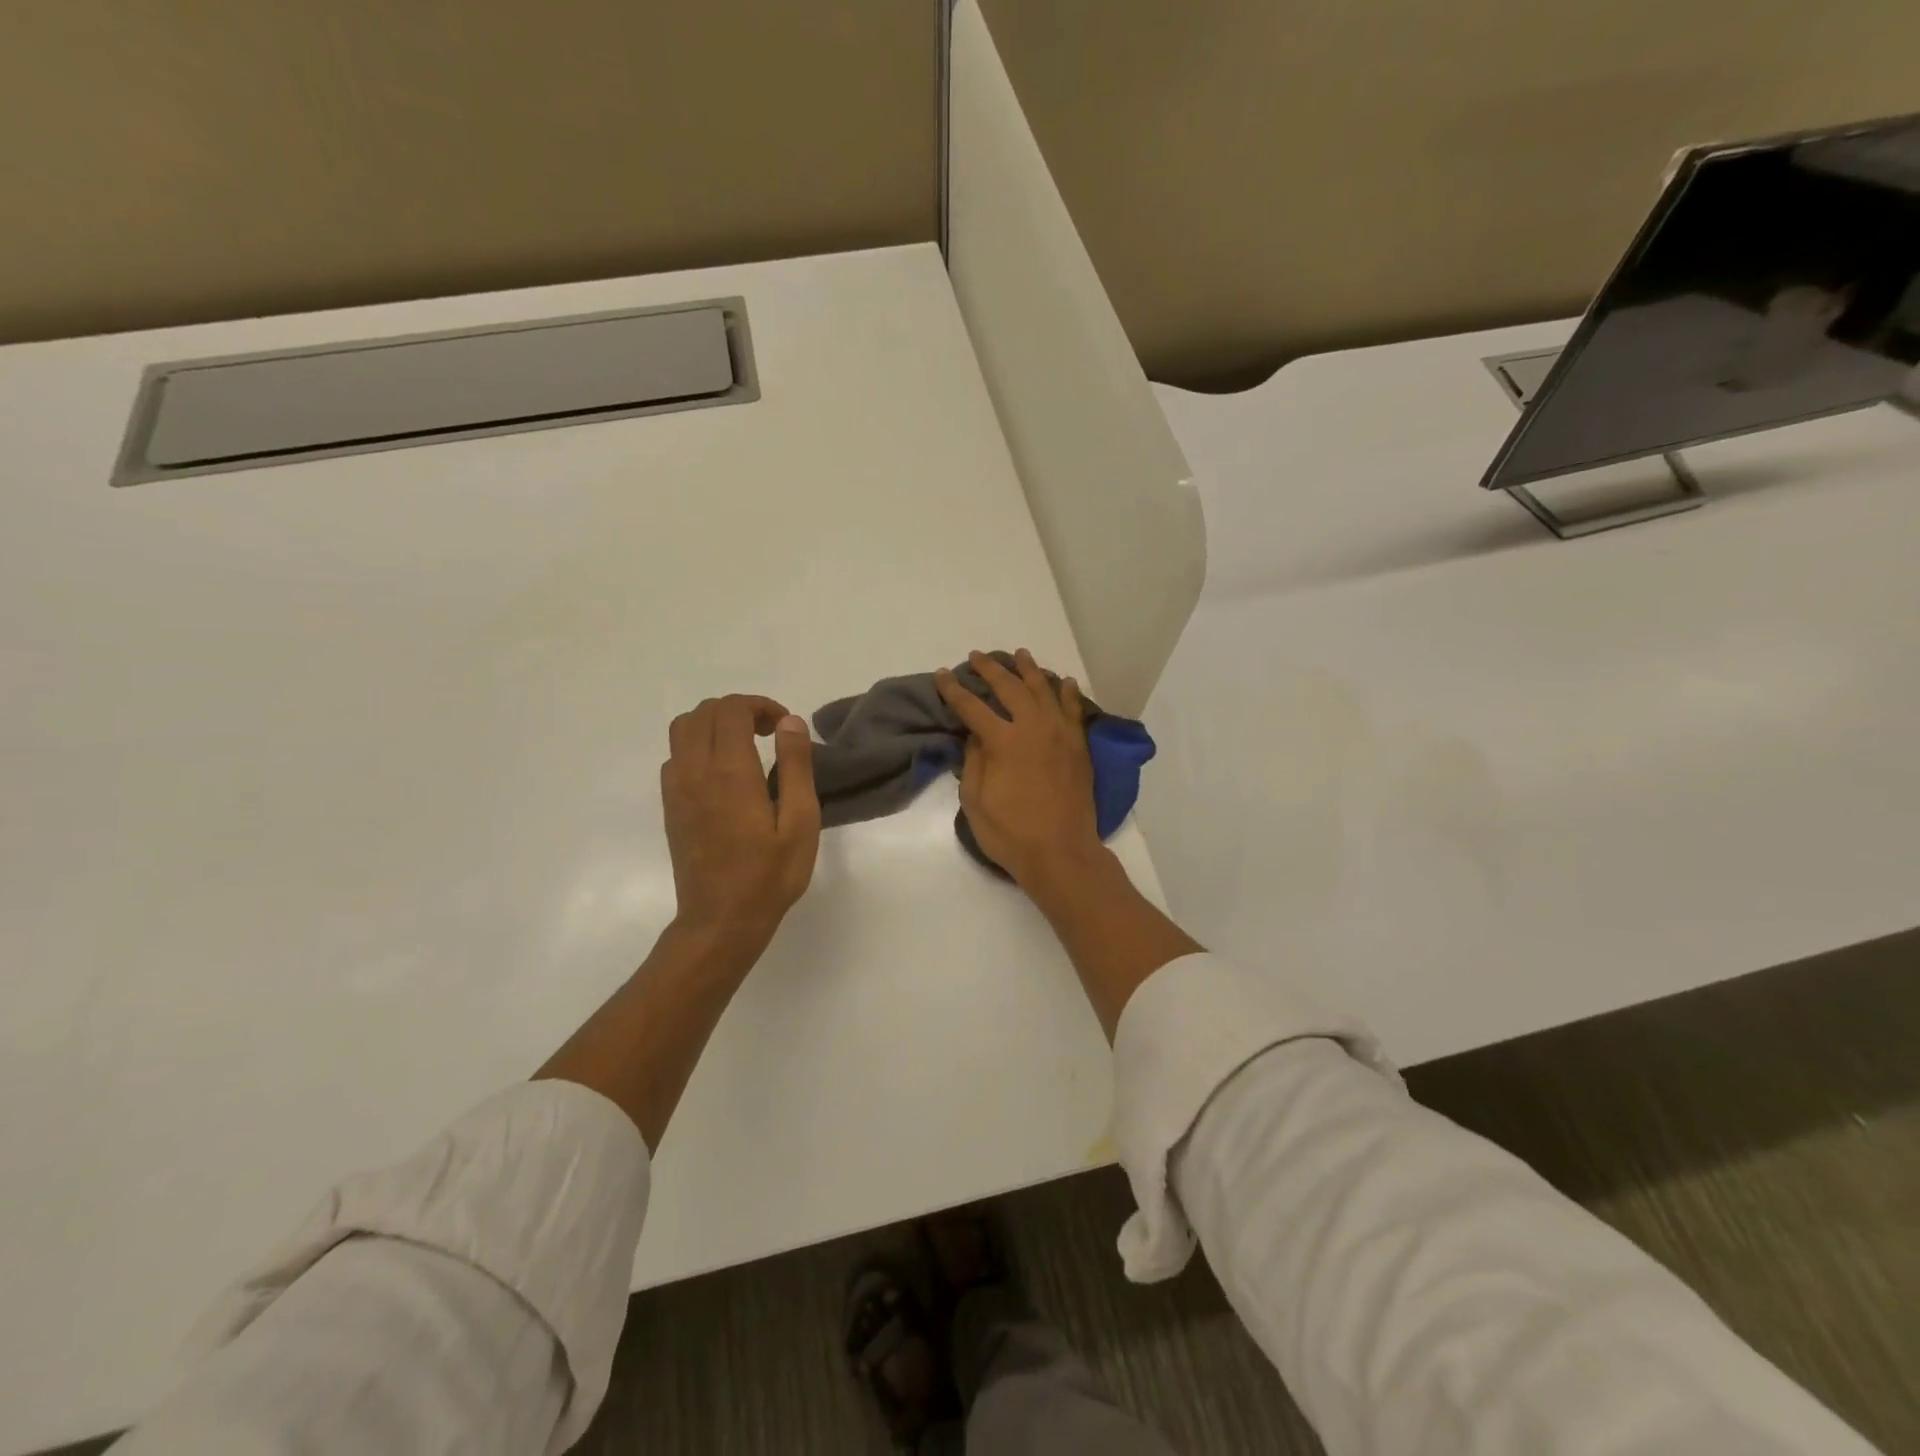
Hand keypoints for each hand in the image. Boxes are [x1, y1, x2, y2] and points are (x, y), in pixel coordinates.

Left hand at [662, 695, 819, 954]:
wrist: (720, 921)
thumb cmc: (769, 875)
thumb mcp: (800, 821)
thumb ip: (795, 766)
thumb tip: (790, 722)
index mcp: (730, 771)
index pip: (732, 710)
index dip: (760, 705)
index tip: (784, 727)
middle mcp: (695, 771)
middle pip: (704, 712)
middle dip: (738, 710)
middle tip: (770, 733)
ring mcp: (676, 788)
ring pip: (682, 729)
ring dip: (714, 724)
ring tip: (745, 746)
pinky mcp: (670, 805)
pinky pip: (676, 755)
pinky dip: (698, 746)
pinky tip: (724, 772)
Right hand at [935, 649, 1100, 887]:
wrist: (1061, 853)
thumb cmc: (1011, 833)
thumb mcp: (975, 801)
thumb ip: (973, 762)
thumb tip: (976, 735)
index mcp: (1003, 741)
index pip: (972, 706)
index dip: (953, 689)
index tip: (942, 675)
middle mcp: (1033, 727)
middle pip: (1009, 687)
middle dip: (990, 669)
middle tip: (976, 657)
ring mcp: (1061, 734)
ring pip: (1044, 690)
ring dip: (1029, 670)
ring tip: (1019, 655)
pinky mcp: (1079, 746)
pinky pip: (1074, 710)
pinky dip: (1068, 693)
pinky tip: (1064, 681)